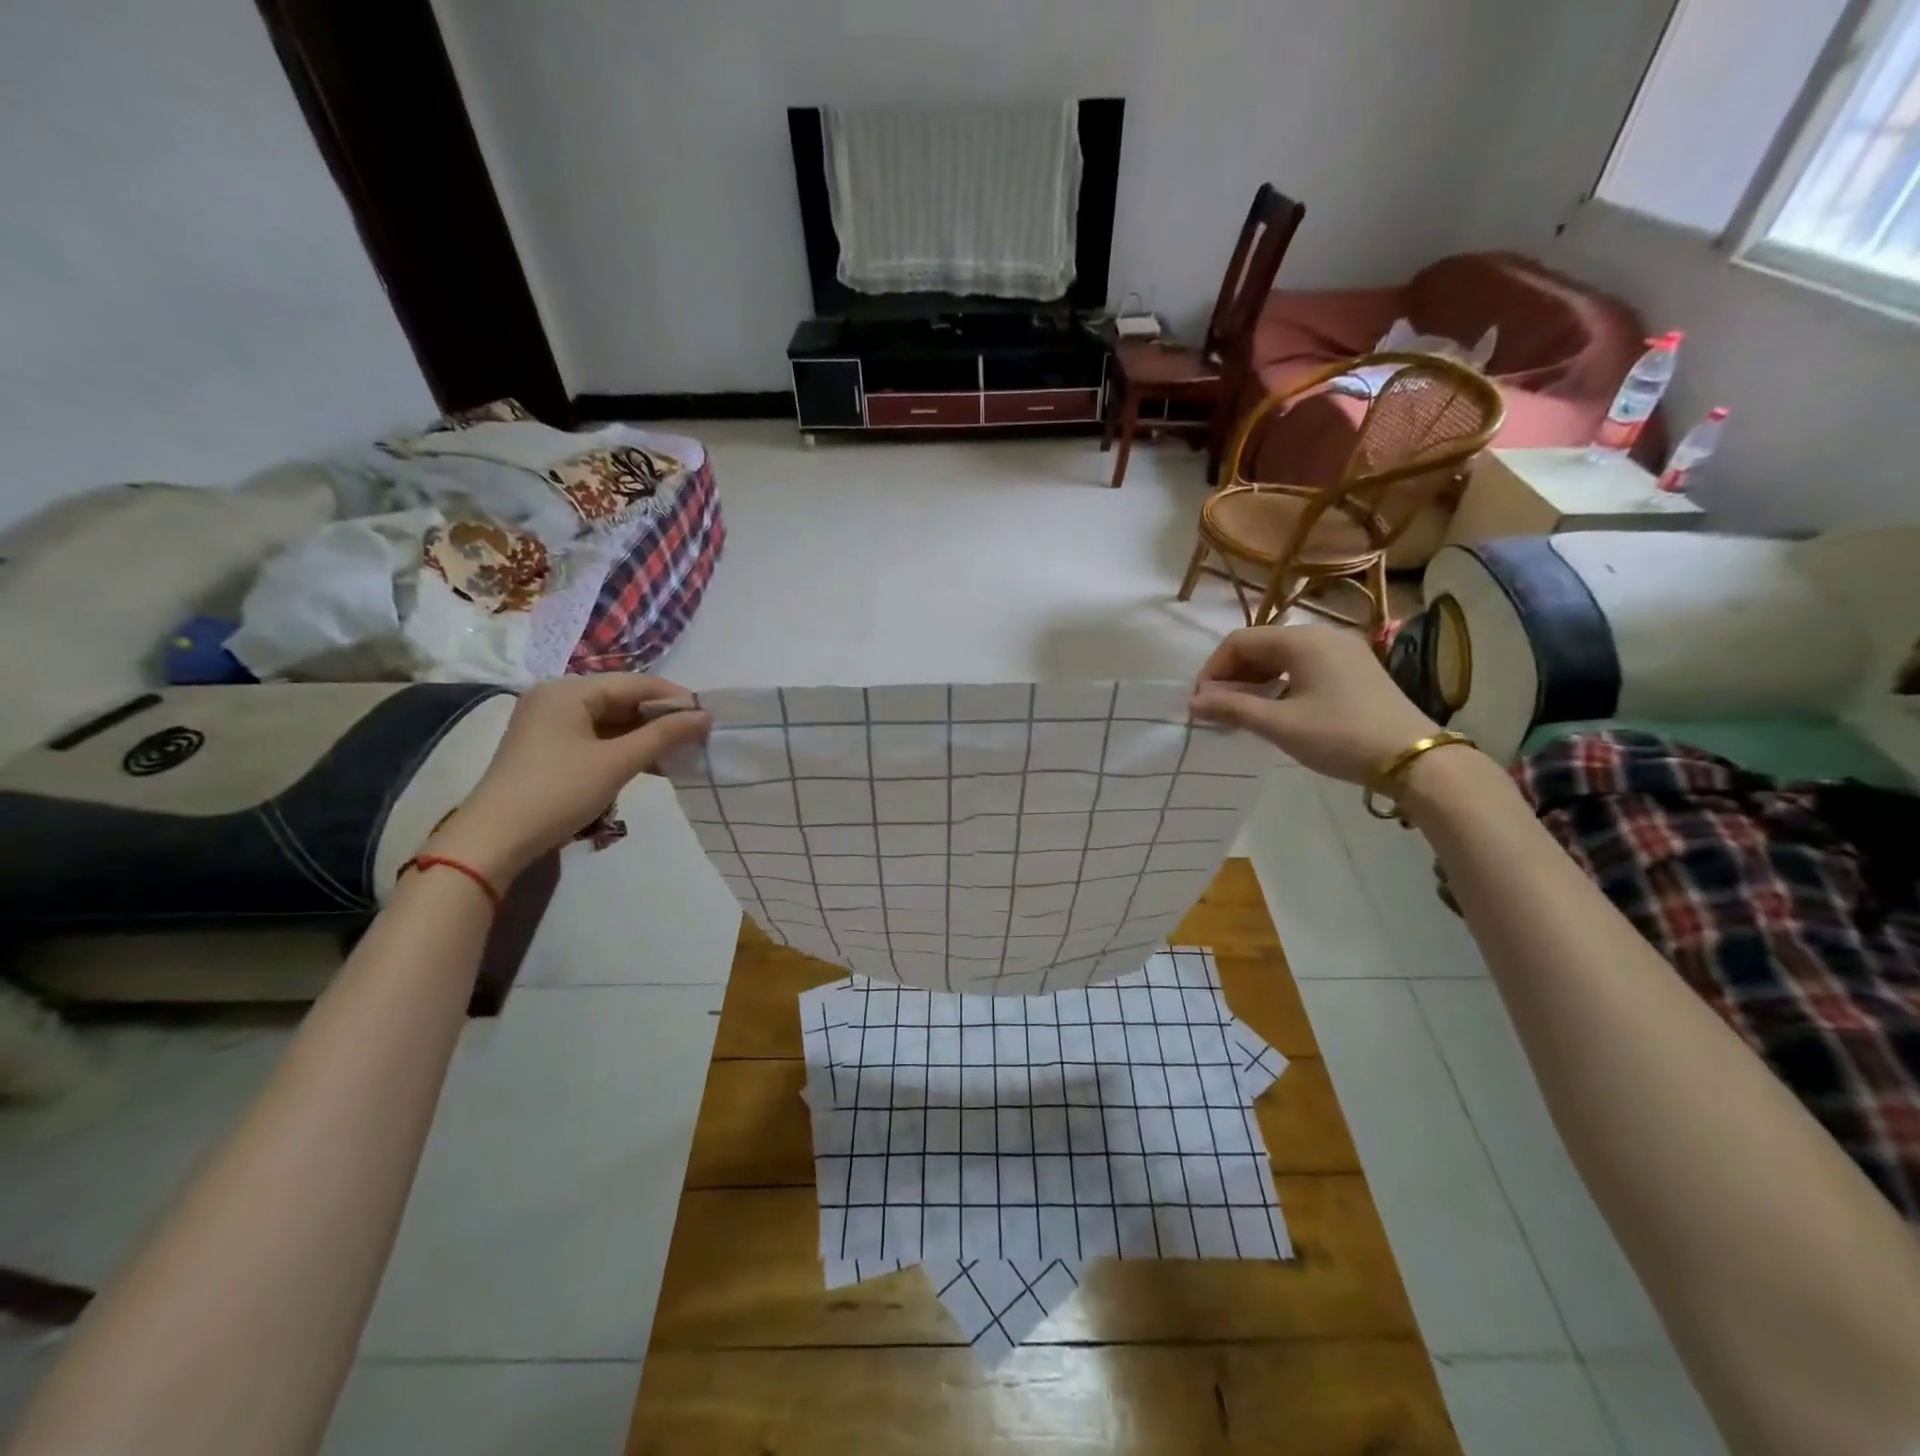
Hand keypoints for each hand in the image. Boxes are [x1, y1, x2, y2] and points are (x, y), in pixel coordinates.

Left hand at [425, 674, 710, 884]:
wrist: (495, 839)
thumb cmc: (559, 791)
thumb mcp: (617, 762)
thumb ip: (664, 735)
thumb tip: (706, 716)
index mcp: (569, 690)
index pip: (634, 683)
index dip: (674, 698)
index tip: (708, 716)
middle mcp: (557, 698)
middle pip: (622, 699)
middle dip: (661, 718)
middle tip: (698, 736)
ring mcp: (550, 724)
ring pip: (612, 721)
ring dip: (646, 736)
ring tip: (682, 752)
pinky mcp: (550, 749)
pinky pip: (598, 738)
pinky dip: (625, 748)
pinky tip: (653, 764)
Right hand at [1189, 625, 1439, 784]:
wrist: (1414, 758)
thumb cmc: (1339, 736)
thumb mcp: (1279, 724)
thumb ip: (1232, 708)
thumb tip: (1194, 701)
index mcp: (1302, 640)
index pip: (1240, 641)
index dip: (1214, 669)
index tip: (1201, 701)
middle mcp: (1322, 634)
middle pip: (1261, 645)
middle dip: (1233, 674)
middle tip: (1218, 708)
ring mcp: (1343, 650)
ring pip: (1283, 655)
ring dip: (1256, 679)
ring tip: (1242, 711)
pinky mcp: (1355, 668)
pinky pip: (1305, 665)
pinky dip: (1281, 681)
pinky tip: (1276, 707)